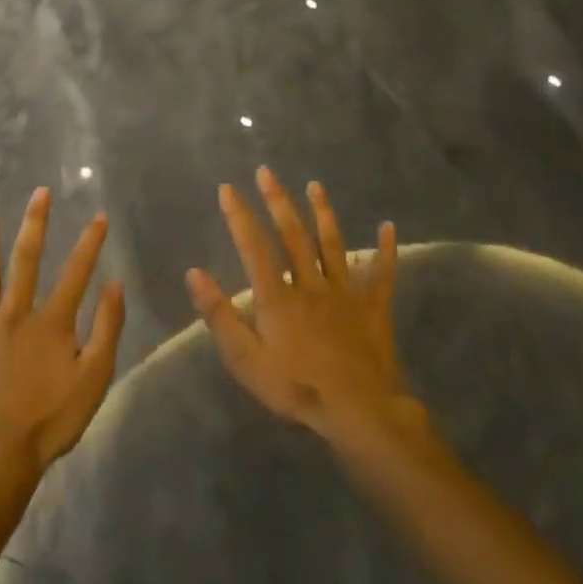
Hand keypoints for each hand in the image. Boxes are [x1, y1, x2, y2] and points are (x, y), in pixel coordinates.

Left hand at [0, 188, 125, 483]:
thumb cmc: (49, 421)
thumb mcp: (93, 379)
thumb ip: (106, 329)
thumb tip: (114, 284)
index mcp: (51, 322)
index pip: (75, 273)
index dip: (89, 243)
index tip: (98, 215)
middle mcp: (14, 314)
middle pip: (25, 261)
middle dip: (35, 224)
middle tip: (39, 193)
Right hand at [187, 168, 415, 447]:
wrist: (359, 412)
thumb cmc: (296, 388)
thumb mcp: (246, 360)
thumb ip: (219, 315)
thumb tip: (194, 273)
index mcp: (277, 296)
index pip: (254, 247)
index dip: (239, 216)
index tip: (228, 188)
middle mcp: (310, 283)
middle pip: (293, 235)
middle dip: (278, 201)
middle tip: (267, 171)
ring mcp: (345, 292)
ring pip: (332, 244)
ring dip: (323, 213)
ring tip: (315, 185)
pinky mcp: (373, 306)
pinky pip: (381, 274)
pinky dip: (385, 250)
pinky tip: (388, 226)